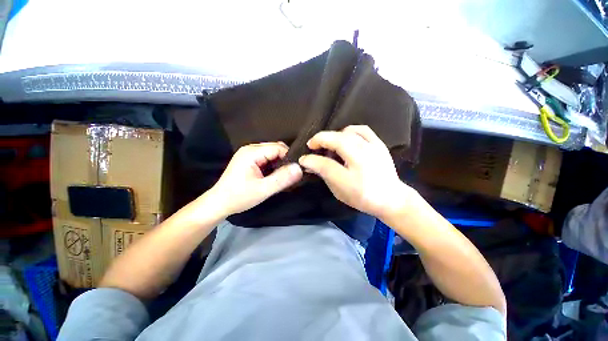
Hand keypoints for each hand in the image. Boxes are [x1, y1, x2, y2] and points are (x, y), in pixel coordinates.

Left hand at [209, 142, 302, 215]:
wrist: (219, 203)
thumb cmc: (239, 197)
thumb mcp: (263, 190)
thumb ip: (282, 179)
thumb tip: (299, 168)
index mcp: (252, 152)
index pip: (279, 148)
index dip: (289, 158)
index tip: (295, 171)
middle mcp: (250, 148)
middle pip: (275, 148)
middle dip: (285, 160)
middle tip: (290, 175)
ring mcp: (248, 154)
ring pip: (272, 153)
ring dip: (279, 163)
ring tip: (283, 176)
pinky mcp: (248, 160)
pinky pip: (266, 158)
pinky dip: (273, 165)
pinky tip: (274, 175)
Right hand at [298, 125, 411, 218]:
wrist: (391, 198)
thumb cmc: (363, 197)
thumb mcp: (339, 190)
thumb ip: (324, 173)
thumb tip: (309, 162)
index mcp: (352, 173)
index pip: (325, 162)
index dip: (311, 158)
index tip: (303, 158)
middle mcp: (363, 156)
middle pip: (336, 140)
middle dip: (320, 140)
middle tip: (313, 147)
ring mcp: (373, 147)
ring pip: (347, 132)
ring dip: (334, 136)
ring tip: (330, 145)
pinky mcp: (379, 144)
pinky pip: (362, 130)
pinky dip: (349, 131)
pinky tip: (346, 137)